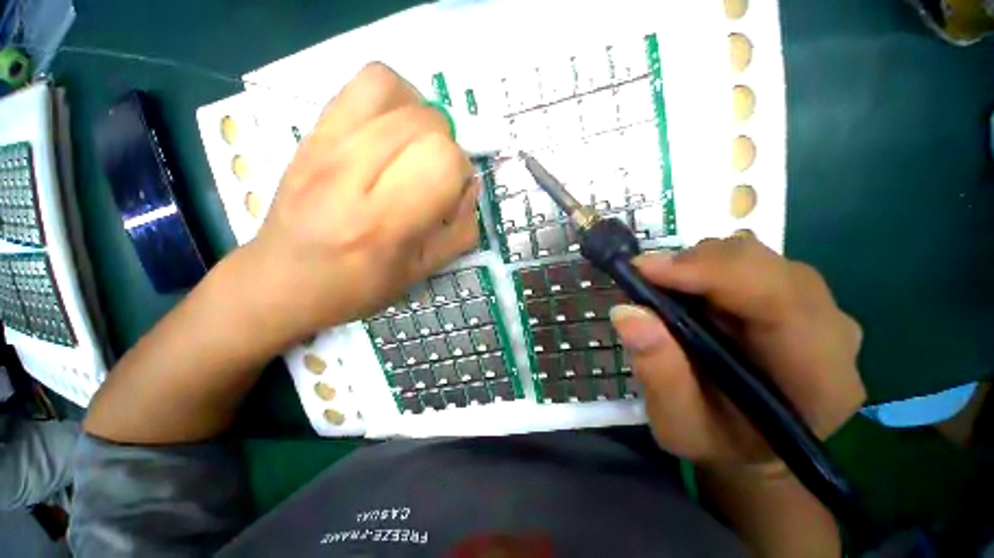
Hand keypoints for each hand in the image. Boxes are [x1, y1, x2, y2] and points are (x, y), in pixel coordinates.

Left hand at [243, 63, 478, 343]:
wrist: (283, 280)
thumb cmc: (359, 286)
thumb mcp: (423, 271)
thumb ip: (461, 230)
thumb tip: (471, 186)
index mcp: (383, 222)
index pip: (442, 160)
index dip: (460, 173)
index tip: (451, 194)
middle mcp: (351, 175)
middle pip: (425, 122)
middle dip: (445, 147)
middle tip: (434, 176)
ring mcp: (325, 146)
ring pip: (393, 89)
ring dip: (421, 115)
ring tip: (416, 147)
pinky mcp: (313, 132)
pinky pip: (362, 84)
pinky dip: (393, 97)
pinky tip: (393, 129)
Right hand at [608, 234, 865, 471]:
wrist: (751, 445)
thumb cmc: (718, 442)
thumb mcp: (678, 425)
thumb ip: (659, 373)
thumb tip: (627, 313)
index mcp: (818, 377)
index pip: (778, 298)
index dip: (709, 272)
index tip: (644, 270)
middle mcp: (832, 333)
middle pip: (767, 267)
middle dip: (696, 265)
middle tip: (644, 279)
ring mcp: (819, 311)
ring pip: (758, 259)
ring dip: (700, 266)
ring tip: (664, 291)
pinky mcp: (797, 299)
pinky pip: (752, 265)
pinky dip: (708, 269)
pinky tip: (688, 293)